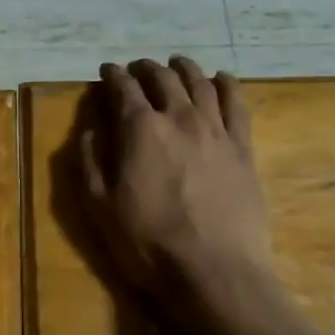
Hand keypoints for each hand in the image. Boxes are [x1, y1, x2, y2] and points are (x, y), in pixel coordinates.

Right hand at [78, 56, 334, 334]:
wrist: (212, 270)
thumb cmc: (146, 242)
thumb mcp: (99, 206)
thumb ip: (90, 162)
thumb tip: (91, 130)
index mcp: (140, 129)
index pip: (123, 88)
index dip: (113, 76)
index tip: (107, 70)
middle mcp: (179, 118)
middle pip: (163, 79)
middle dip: (147, 68)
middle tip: (138, 68)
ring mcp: (216, 130)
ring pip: (201, 83)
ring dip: (185, 68)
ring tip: (176, 64)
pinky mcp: (243, 148)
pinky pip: (237, 104)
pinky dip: (226, 84)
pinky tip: (221, 78)